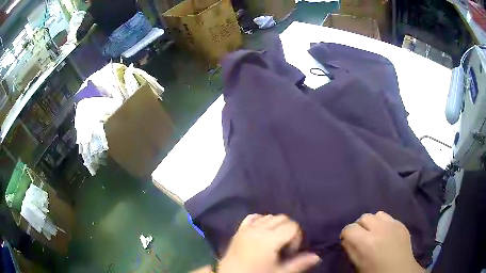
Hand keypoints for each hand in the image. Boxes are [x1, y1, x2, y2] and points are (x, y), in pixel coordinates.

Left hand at [218, 214, 320, 272]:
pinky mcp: (238, 230)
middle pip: (282, 218)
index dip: (297, 238)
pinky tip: (262, 233)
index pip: (292, 226)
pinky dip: (260, 221)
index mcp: (269, 239)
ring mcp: (246, 228)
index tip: (291, 252)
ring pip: (268, 216)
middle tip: (285, 247)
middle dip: (289, 229)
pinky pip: (252, 218)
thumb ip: (299, 263)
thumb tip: (317, 256)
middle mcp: (258, 229)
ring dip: (276, 225)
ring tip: (274, 242)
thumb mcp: (279, 272)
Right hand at [340, 211, 424, 272]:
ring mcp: (393, 224)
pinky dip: (385, 224)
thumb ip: (351, 250)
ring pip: (377, 214)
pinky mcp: (402, 224)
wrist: (399, 272)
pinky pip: (389, 218)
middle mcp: (379, 229)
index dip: (346, 235)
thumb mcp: (357, 265)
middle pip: (364, 217)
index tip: (348, 242)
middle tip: (362, 237)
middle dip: (360, 227)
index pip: (349, 228)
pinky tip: (386, 234)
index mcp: (365, 242)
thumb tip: (348, 240)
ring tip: (375, 233)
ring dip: (373, 223)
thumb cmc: (375, 272)